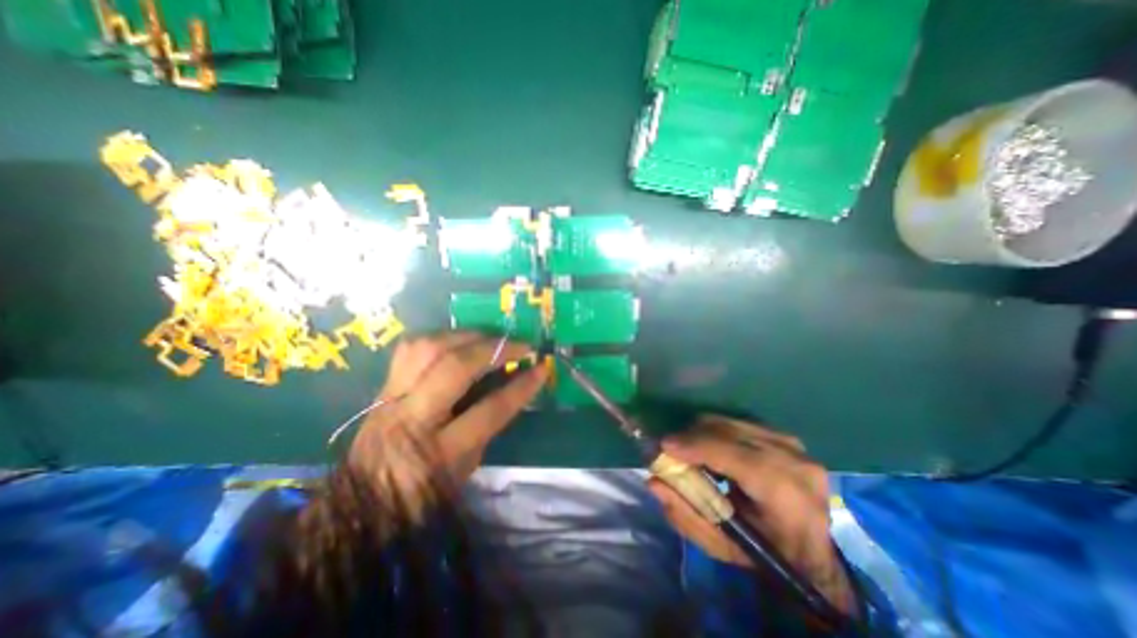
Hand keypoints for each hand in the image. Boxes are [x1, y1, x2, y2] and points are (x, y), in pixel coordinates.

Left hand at [347, 331, 545, 519]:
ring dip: (467, 336)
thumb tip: (511, 384)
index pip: (490, 409)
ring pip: (429, 348)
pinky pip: (411, 347)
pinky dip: (441, 337)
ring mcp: (392, 397)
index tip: (542, 367)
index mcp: (440, 452)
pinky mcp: (381, 386)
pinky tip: (458, 340)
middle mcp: (412, 418)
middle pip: (455, 367)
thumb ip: (489, 425)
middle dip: (495, 349)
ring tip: (491, 337)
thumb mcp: (467, 468)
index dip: (521, 386)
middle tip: (520, 344)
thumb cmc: (422, 493)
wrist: (360, 502)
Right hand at [647, 416, 851, 615]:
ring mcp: (793, 445)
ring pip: (731, 422)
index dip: (696, 446)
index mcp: (786, 495)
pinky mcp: (785, 436)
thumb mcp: (723, 548)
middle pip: (729, 432)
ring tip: (690, 450)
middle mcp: (794, 462)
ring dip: (703, 432)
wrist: (814, 553)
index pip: (735, 456)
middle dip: (692, 436)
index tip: (664, 446)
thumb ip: (686, 515)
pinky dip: (717, 431)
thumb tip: (654, 481)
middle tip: (671, 449)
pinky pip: (739, 422)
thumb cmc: (767, 556)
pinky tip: (712, 448)